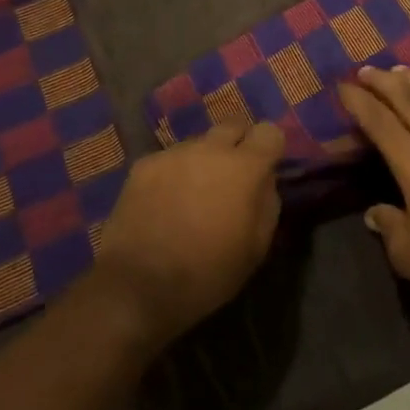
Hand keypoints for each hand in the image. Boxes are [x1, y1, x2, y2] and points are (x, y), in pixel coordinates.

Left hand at [93, 116, 284, 343]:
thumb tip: (264, 180)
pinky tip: (164, 203)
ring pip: (199, 143)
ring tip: (192, 195)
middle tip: (231, 177)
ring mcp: (174, 153)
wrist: (140, 285)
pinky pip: (169, 159)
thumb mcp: (256, 249)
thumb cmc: (208, 273)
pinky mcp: (144, 164)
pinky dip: (173, 174)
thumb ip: (267, 203)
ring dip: (203, 160)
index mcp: (244, 168)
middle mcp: (210, 148)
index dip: (270, 148)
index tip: (265, 169)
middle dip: (238, 143)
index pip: (269, 132)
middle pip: (233, 124)